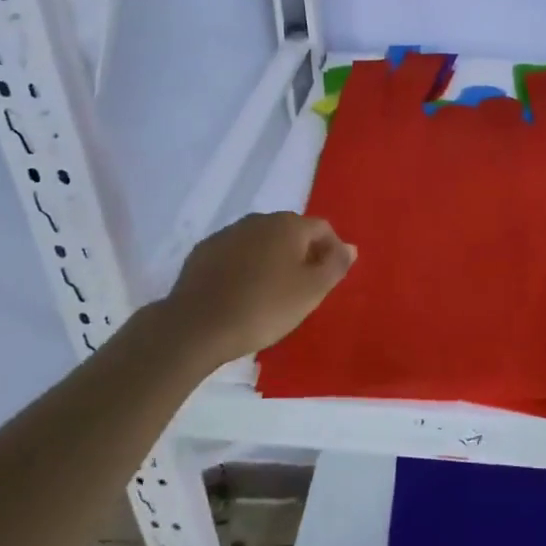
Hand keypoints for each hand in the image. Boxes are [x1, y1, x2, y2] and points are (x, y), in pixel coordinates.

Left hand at [163, 212, 355, 365]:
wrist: (196, 326)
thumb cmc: (264, 307)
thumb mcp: (311, 291)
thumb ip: (335, 266)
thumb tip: (349, 247)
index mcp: (288, 225)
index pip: (322, 228)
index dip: (332, 250)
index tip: (330, 278)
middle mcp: (258, 220)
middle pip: (291, 232)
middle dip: (302, 254)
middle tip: (303, 288)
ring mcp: (228, 233)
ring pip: (261, 242)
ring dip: (272, 260)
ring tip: (271, 292)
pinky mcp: (203, 251)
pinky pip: (235, 254)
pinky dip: (245, 267)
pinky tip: (240, 293)